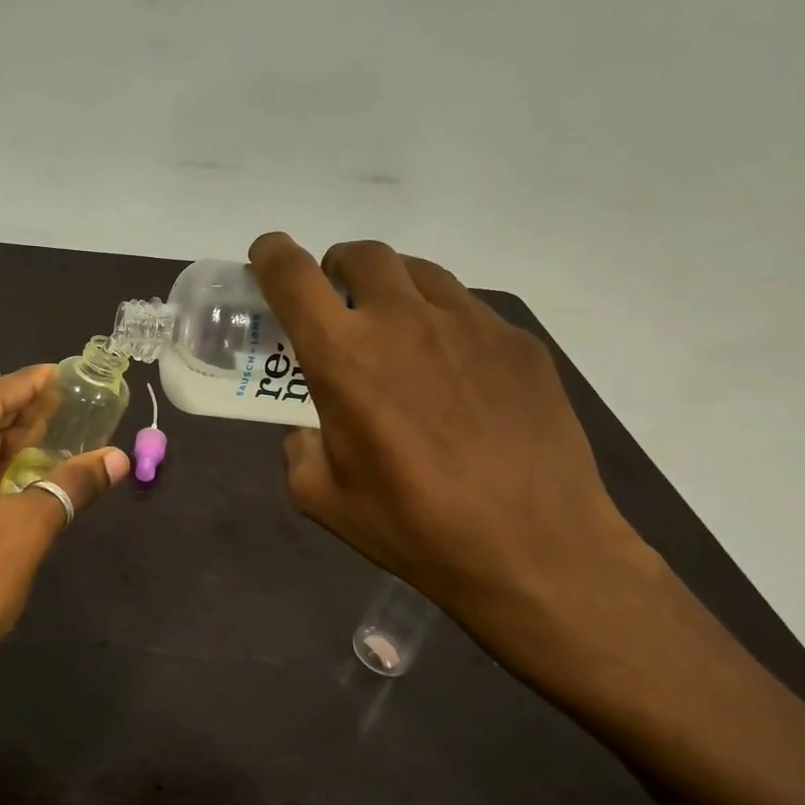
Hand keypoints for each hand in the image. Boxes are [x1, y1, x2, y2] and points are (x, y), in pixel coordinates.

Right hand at [249, 233, 671, 693]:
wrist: (537, 550)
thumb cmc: (414, 526)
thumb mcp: (323, 498)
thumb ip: (300, 449)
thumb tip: (313, 432)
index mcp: (343, 355)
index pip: (294, 276)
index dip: (271, 254)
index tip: (266, 255)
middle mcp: (403, 321)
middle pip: (362, 254)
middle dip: (337, 267)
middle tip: (339, 303)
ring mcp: (470, 324)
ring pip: (419, 273)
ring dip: (392, 288)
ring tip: (396, 332)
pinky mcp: (519, 344)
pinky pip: (469, 310)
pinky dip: (444, 323)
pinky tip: (455, 374)